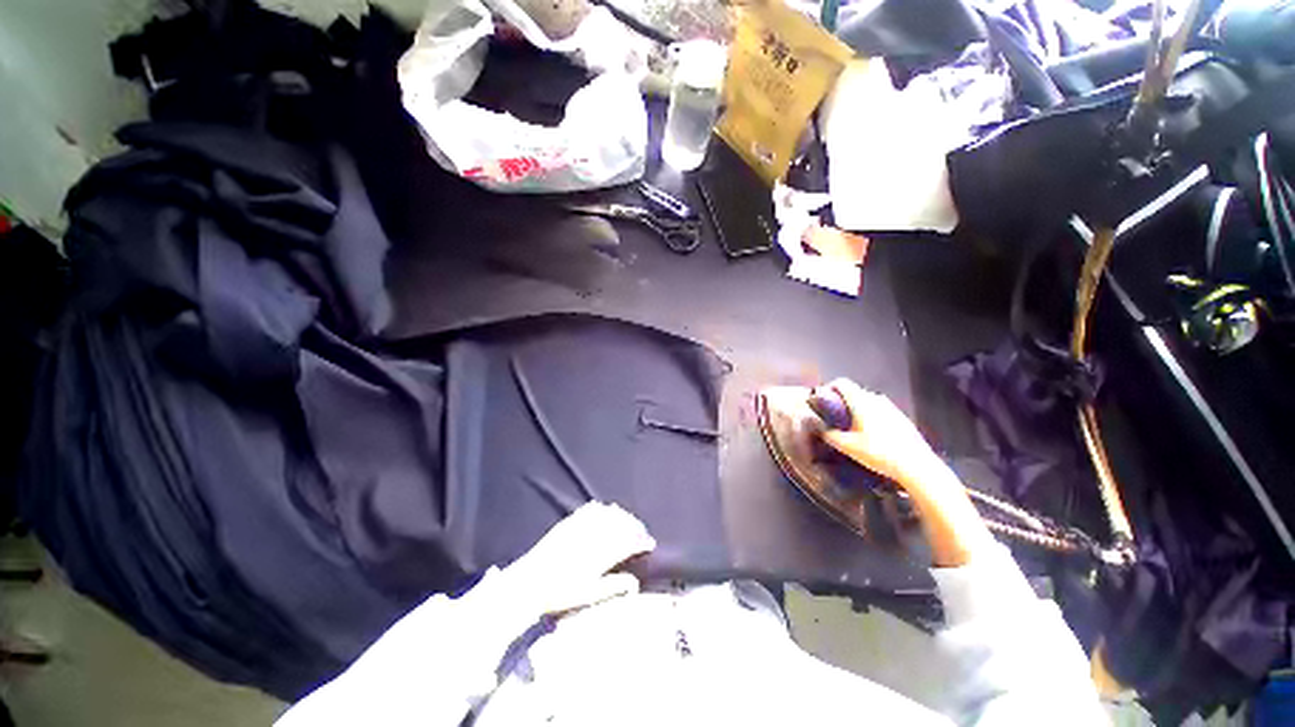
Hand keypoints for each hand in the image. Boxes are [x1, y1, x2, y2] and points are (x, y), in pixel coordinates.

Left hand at [506, 502, 656, 615]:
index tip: (649, 544)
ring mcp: (580, 526)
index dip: (642, 541)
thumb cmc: (560, 594)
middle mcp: (592, 536)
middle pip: (622, 524)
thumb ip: (613, 587)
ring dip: (622, 516)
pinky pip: (590, 509)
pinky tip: (606, 511)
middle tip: (641, 533)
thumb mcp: (588, 596)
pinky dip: (603, 509)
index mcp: (600, 555)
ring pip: (608, 514)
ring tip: (627, 522)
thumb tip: (635, 583)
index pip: (629, 542)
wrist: (529, 583)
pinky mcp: (569, 521)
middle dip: (636, 526)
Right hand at [820, 378, 986, 566]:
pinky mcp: (901, 418)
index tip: (822, 400)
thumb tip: (822, 430)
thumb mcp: (848, 447)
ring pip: (868, 402)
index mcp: (862, 401)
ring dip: (857, 409)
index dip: (829, 388)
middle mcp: (876, 399)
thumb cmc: (878, 453)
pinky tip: (871, 435)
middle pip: (855, 392)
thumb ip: (831, 435)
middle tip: (834, 417)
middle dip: (842, 401)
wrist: (916, 466)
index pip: (842, 383)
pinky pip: (880, 411)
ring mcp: (891, 408)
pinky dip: (871, 416)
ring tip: (851, 427)